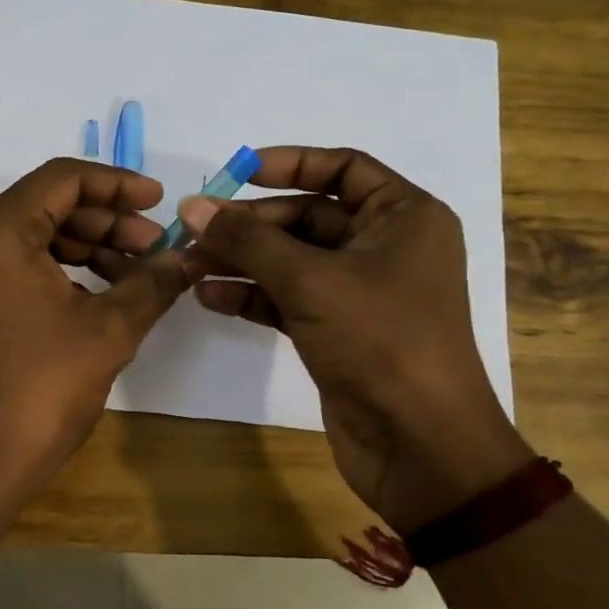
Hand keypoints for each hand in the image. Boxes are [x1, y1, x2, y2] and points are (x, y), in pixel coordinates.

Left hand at [0, 158, 188, 491]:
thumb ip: (153, 281)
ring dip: (86, 247)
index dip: (117, 184)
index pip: (62, 179)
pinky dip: (58, 269)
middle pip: (46, 205)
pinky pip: (13, 263)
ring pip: (31, 235)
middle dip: (106, 222)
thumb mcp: (110, 330)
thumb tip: (189, 257)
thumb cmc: (42, 391)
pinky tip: (100, 292)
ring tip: (136, 273)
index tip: (159, 201)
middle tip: (154, 247)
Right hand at [182, 146, 532, 533]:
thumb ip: (248, 240)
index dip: (289, 163)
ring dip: (242, 261)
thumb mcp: (311, 280)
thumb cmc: (380, 341)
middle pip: (307, 217)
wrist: (419, 445)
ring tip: (189, 265)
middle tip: (194, 232)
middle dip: (250, 225)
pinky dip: (252, 296)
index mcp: (403, 217)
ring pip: (291, 260)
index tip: (236, 172)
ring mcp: (359, 292)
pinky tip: (208, 297)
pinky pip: (288, 298)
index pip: (343, 168)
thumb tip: (192, 206)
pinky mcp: (337, 331)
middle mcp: (385, 247)